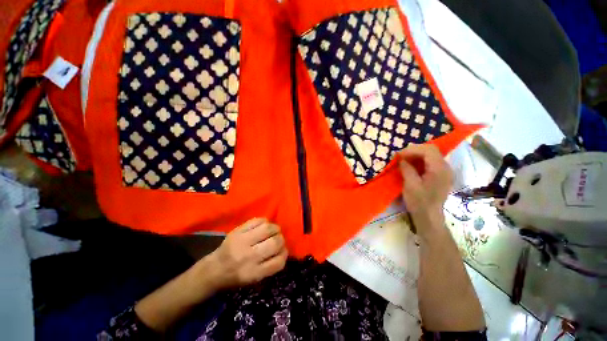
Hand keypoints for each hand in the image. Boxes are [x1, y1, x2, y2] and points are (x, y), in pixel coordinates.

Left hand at [206, 218, 287, 289]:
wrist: (214, 269)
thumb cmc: (235, 277)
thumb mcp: (254, 280)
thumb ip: (270, 266)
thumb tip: (283, 250)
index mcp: (253, 273)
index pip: (278, 261)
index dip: (284, 254)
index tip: (282, 252)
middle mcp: (249, 257)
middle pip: (275, 242)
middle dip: (281, 240)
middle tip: (278, 240)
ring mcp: (242, 241)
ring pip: (268, 228)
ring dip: (275, 229)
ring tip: (273, 231)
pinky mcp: (237, 231)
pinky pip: (258, 220)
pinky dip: (265, 221)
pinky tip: (264, 226)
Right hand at [399, 144, 452, 234]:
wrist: (429, 217)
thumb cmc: (419, 202)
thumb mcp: (410, 185)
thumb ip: (407, 169)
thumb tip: (402, 159)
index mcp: (440, 169)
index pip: (428, 150)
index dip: (412, 150)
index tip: (398, 155)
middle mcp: (445, 167)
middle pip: (431, 150)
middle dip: (414, 151)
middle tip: (400, 156)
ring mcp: (444, 171)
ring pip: (431, 155)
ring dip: (416, 155)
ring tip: (403, 160)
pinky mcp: (440, 175)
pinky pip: (430, 162)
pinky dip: (419, 161)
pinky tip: (411, 165)